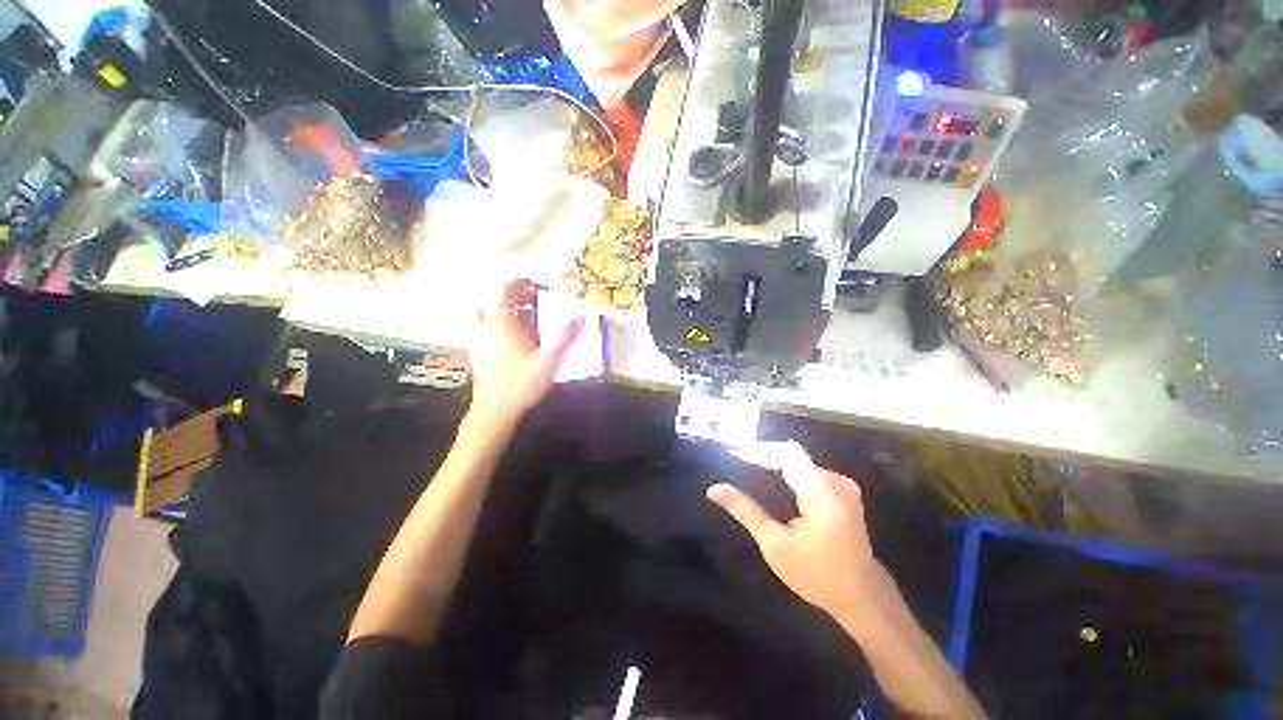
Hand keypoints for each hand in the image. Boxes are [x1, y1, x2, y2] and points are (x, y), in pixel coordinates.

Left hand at [468, 281, 584, 425]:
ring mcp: (479, 338)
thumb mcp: (549, 360)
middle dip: (519, 298)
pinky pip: (489, 327)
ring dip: (511, 311)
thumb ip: (566, 337)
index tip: (540, 288)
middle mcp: (486, 325)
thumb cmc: (521, 384)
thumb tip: (583, 315)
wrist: (494, 412)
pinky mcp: (478, 351)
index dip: (522, 284)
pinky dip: (503, 325)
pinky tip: (518, 339)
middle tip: (540, 305)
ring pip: (493, 314)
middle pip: (499, 300)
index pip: (506, 289)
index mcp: (501, 321)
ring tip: (531, 320)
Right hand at [707, 441, 878, 618]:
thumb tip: (714, 489)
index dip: (760, 450)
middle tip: (736, 464)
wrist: (862, 595)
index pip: (788, 455)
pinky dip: (787, 470)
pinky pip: (809, 469)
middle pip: (793, 455)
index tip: (734, 456)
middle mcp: (837, 483)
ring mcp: (843, 485)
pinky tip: (771, 480)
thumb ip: (745, 511)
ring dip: (774, 462)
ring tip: (748, 470)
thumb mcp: (775, 545)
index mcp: (823, 496)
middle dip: (763, 456)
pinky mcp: (843, 489)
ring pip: (800, 460)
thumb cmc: (816, 575)